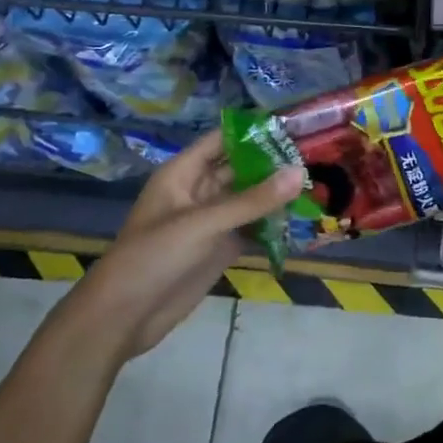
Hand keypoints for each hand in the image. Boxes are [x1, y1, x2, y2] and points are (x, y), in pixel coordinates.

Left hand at [71, 131, 302, 360]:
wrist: (123, 317)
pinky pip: (252, 228)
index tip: (294, 125)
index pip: (222, 140)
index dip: (254, 131)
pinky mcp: (221, 248)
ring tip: (318, 182)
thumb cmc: (154, 257)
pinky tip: (303, 218)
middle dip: (273, 162)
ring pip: (249, 199)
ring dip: (276, 193)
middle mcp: (199, 191)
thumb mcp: (204, 223)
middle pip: (240, 168)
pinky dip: (273, 223)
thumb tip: (299, 172)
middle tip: (317, 154)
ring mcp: (211, 221)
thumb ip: (252, 200)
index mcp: (183, 173)